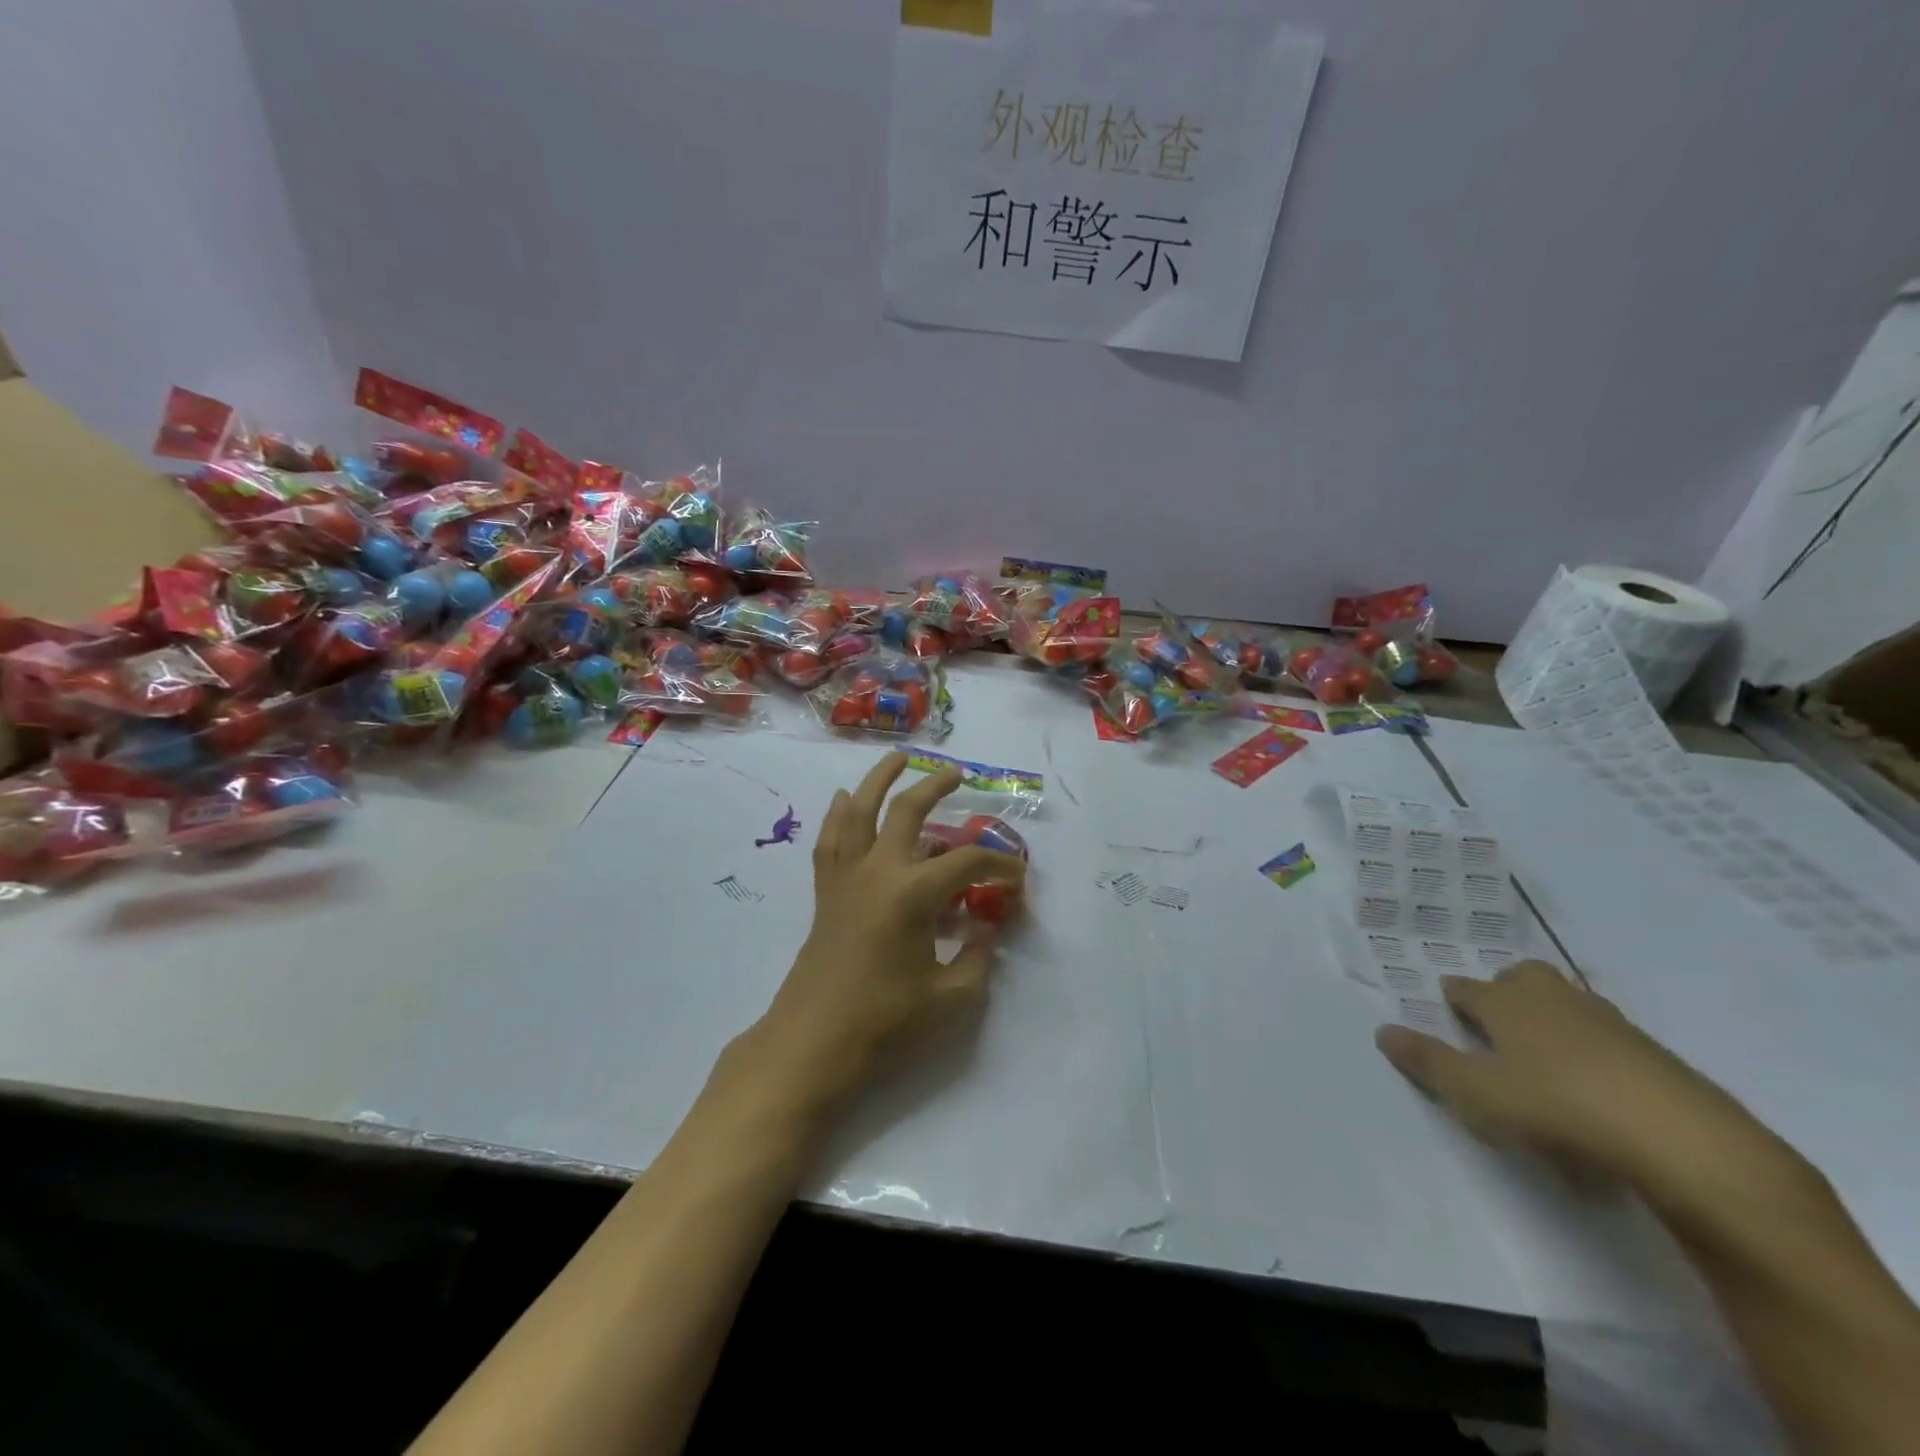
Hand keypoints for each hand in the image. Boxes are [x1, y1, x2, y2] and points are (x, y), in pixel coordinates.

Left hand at [748, 753, 1026, 1106]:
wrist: (812, 1043)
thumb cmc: (884, 1023)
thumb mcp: (949, 999)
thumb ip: (978, 959)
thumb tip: (986, 931)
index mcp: (913, 893)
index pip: (967, 863)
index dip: (999, 865)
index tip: (1018, 877)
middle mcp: (878, 870)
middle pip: (908, 811)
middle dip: (936, 787)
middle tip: (957, 774)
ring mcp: (847, 877)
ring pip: (860, 810)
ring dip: (880, 779)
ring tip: (899, 758)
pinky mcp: (826, 891)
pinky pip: (831, 840)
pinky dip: (839, 814)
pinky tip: (844, 799)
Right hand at [1375, 961, 1773, 1196]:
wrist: (1684, 1143)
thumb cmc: (1556, 1108)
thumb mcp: (1476, 1093)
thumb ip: (1428, 1062)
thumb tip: (1382, 1030)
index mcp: (1506, 1003)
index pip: (1467, 988)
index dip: (1453, 998)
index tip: (1447, 1011)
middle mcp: (1554, 1000)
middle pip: (1524, 977)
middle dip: (1507, 990)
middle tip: (1498, 1024)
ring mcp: (1611, 1025)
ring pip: (1570, 1004)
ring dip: (1553, 1019)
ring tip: (1544, 1059)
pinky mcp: (1658, 1057)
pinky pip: (1610, 1040)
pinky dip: (1594, 1052)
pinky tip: (1596, 1090)